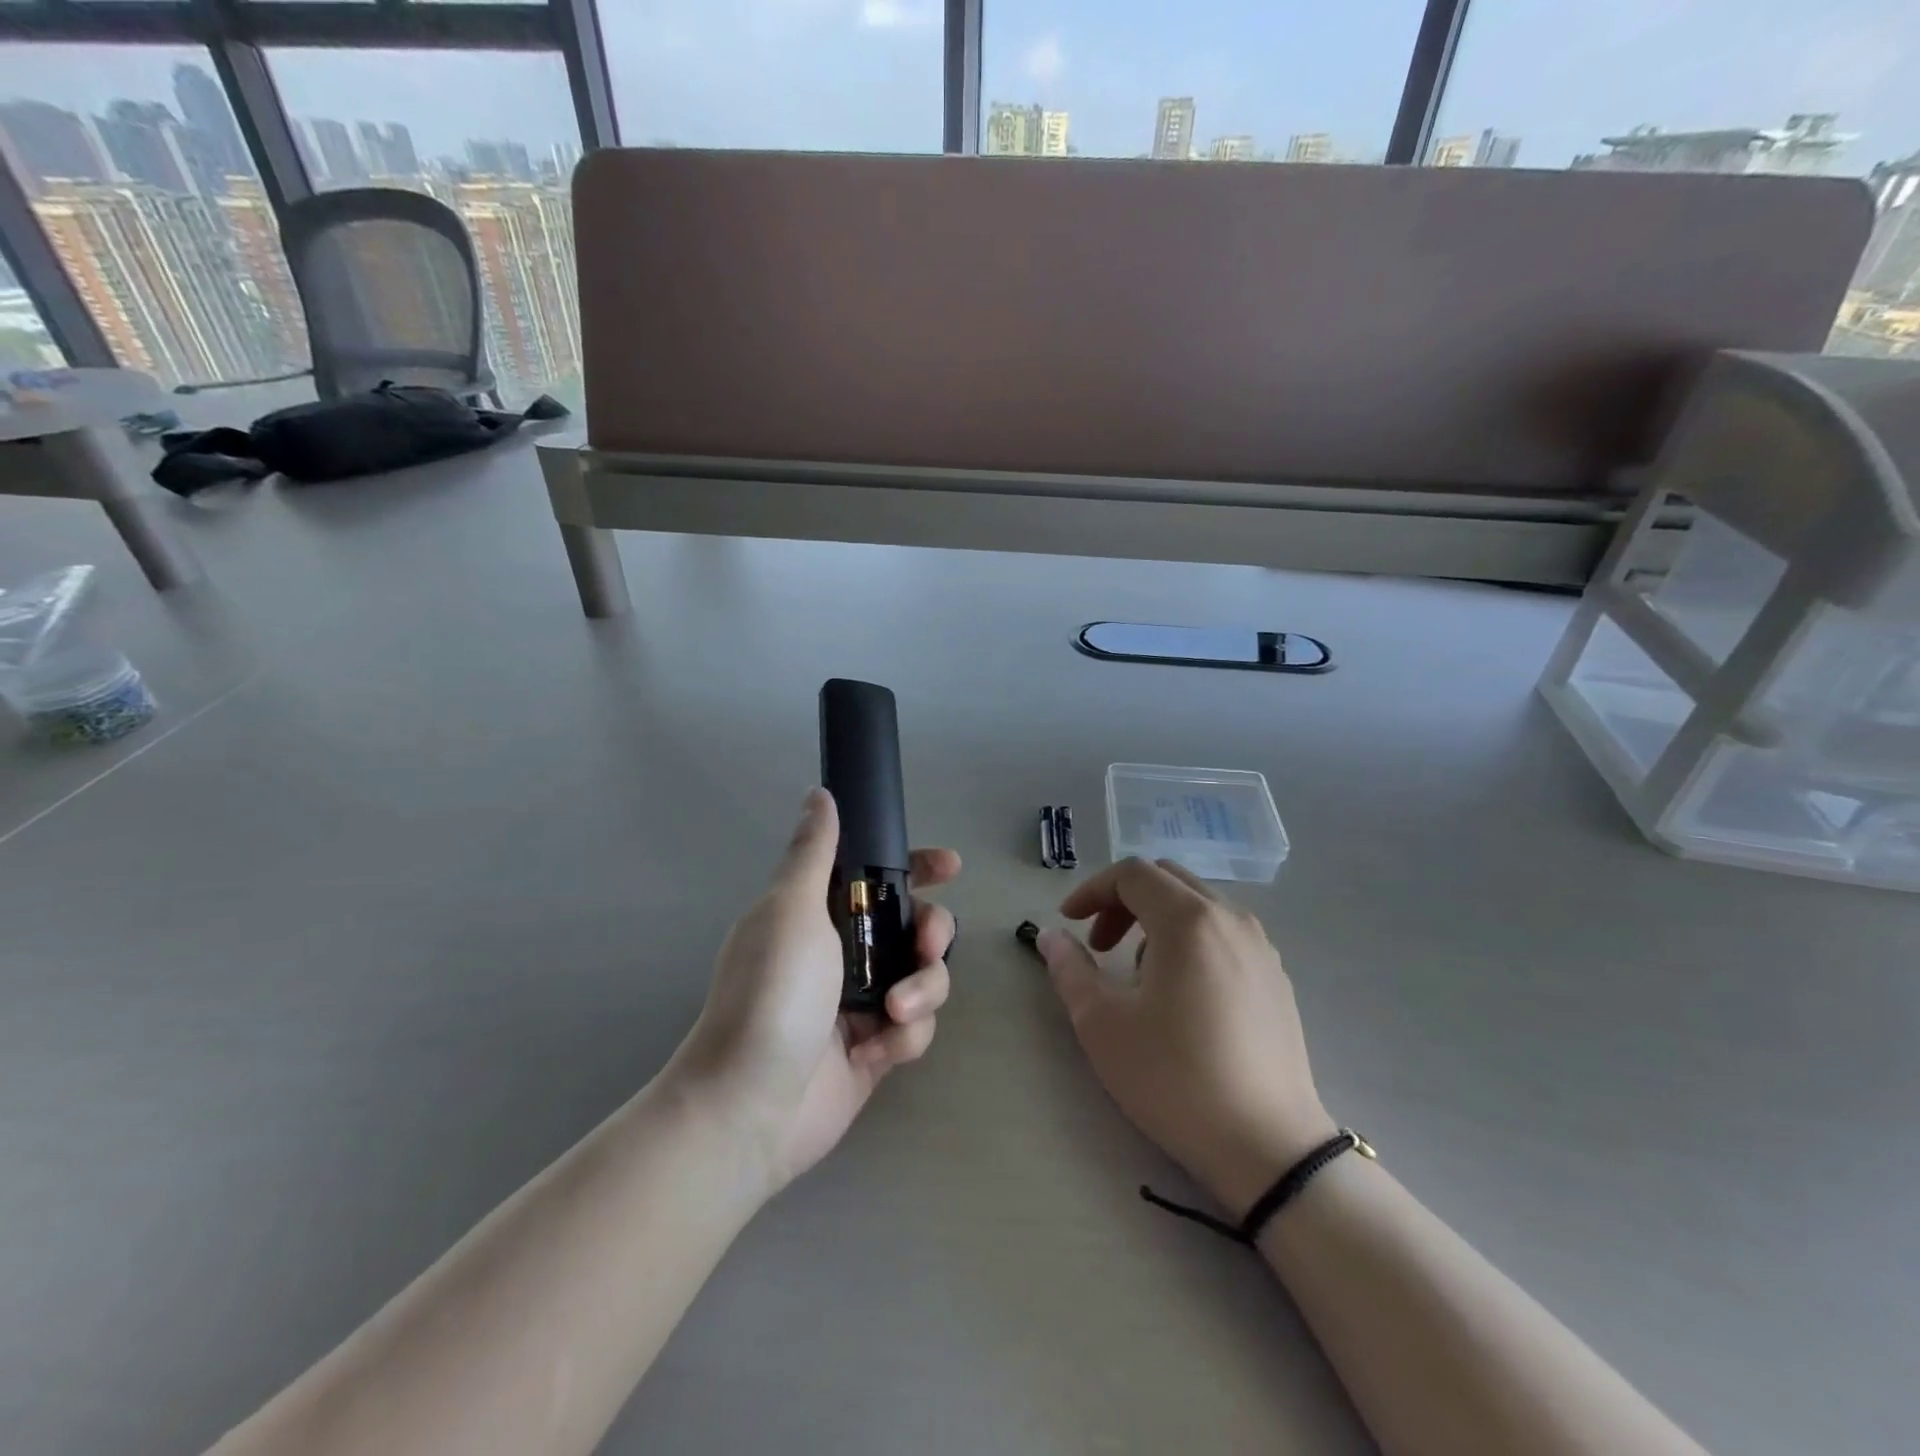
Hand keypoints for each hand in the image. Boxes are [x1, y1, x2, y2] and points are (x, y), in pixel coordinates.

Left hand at [669, 788, 957, 1197]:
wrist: (749, 1106)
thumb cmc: (772, 994)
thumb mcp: (791, 910)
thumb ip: (814, 852)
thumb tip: (820, 794)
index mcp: (820, 913)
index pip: (875, 876)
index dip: (915, 866)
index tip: (949, 866)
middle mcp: (844, 951)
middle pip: (915, 925)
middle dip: (931, 933)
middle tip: (926, 946)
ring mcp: (862, 1001)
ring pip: (924, 976)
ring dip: (921, 990)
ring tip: (894, 1014)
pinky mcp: (876, 1047)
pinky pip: (915, 1027)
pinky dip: (904, 1036)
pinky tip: (875, 1052)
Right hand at [1036, 858, 1334, 1216]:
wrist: (1268, 1147)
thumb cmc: (1175, 1079)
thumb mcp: (1103, 1025)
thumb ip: (1070, 970)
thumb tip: (1051, 937)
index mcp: (1188, 921)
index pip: (1132, 874)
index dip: (1092, 890)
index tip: (1069, 922)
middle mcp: (1230, 919)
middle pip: (1166, 879)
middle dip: (1123, 901)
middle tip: (1099, 943)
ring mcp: (1261, 947)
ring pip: (1198, 905)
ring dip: (1157, 919)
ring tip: (1139, 974)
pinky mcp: (1277, 977)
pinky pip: (1224, 933)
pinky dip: (1190, 939)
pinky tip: (1182, 992)